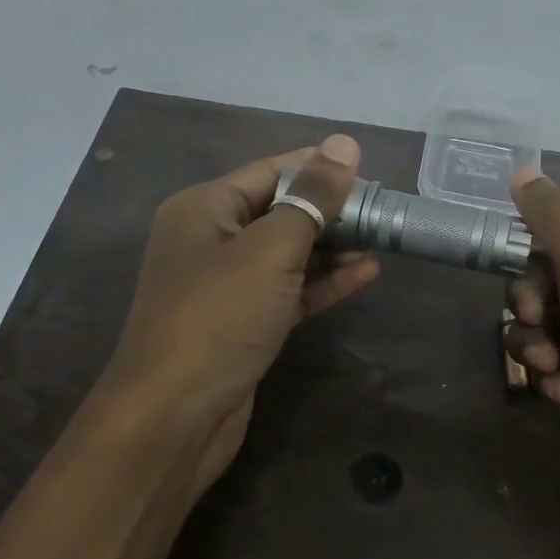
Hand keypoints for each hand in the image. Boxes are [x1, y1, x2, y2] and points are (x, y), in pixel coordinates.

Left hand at [104, 134, 379, 497]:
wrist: (175, 415)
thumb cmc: (219, 317)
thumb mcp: (270, 249)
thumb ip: (312, 197)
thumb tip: (344, 143)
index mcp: (205, 208)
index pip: (271, 171)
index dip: (320, 169)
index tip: (370, 174)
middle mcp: (211, 239)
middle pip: (281, 211)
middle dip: (331, 211)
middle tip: (383, 213)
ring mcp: (227, 285)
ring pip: (288, 253)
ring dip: (332, 248)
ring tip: (381, 242)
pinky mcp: (244, 322)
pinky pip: (289, 290)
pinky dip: (323, 283)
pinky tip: (364, 275)